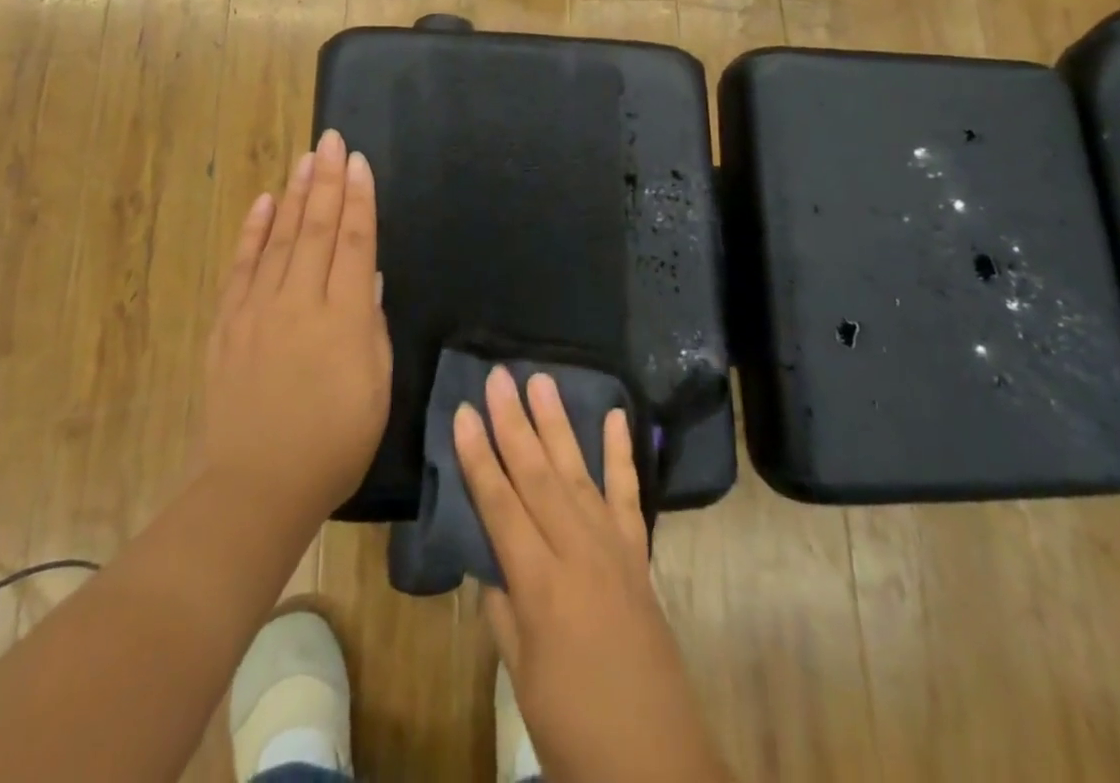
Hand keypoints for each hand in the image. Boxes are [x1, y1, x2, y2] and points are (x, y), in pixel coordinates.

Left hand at [197, 129, 391, 532]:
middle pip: (317, 227)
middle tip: (331, 140)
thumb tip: (368, 278)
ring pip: (281, 238)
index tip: (359, 162)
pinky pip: (241, 267)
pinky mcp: (229, 323)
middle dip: (327, 180)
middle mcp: (300, 300)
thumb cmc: (335, 441)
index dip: (359, 198)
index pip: (355, 241)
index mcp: (344, 315)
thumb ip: (371, 325)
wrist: (258, 484)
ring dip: (294, 195)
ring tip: (306, 159)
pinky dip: (253, 232)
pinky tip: (263, 203)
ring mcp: (259, 309)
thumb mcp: (375, 386)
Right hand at [455, 368, 731, 782]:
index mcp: (540, 585)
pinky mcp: (639, 555)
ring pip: (579, 472)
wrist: (657, 764)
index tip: (462, 411)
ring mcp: (613, 548)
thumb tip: (491, 560)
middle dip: (513, 422)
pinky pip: (629, 495)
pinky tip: (616, 417)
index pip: (500, 504)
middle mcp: (577, 552)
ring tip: (542, 381)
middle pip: (537, 474)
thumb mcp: (521, 677)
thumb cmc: (575, 729)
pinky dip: (622, 454)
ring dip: (558, 424)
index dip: (478, 456)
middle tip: (499, 375)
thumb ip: (503, 610)